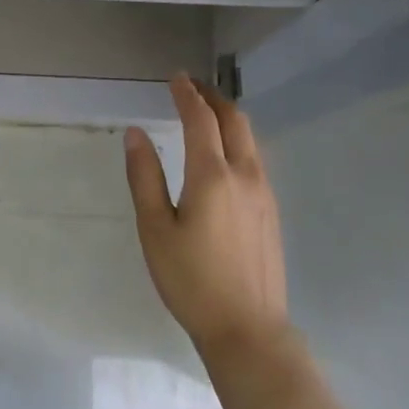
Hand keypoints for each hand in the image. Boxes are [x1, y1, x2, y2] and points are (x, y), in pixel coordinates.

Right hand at [125, 74, 288, 359]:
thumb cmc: (191, 281)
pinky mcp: (272, 212)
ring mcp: (265, 194)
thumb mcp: (155, 229)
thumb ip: (144, 177)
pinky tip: (225, 153)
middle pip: (234, 121)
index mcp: (213, 176)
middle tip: (192, 87)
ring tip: (207, 113)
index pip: (200, 119)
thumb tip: (136, 133)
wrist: (248, 330)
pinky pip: (256, 159)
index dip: (187, 94)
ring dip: (229, 117)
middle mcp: (245, 175)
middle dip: (213, 97)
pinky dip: (238, 140)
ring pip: (250, 139)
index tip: (176, 77)